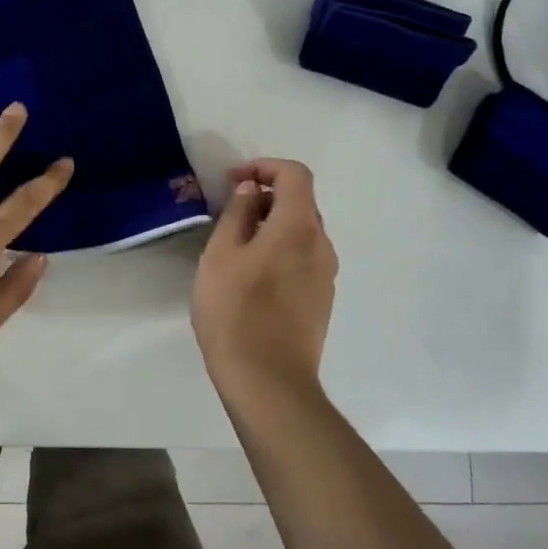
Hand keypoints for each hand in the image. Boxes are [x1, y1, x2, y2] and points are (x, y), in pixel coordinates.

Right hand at [192, 158, 338, 405]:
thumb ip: (237, 213)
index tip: (234, 182)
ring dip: (272, 226)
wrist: (268, 381)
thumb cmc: (234, 311)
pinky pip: (303, 258)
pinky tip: (252, 278)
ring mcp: (326, 275)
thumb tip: (251, 190)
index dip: (264, 167)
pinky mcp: (322, 300)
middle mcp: (322, 245)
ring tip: (236, 248)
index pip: (295, 175)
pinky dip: (280, 251)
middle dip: (266, 198)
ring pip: (302, 233)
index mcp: (298, 227)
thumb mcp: (221, 255)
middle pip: (301, 203)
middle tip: (229, 215)